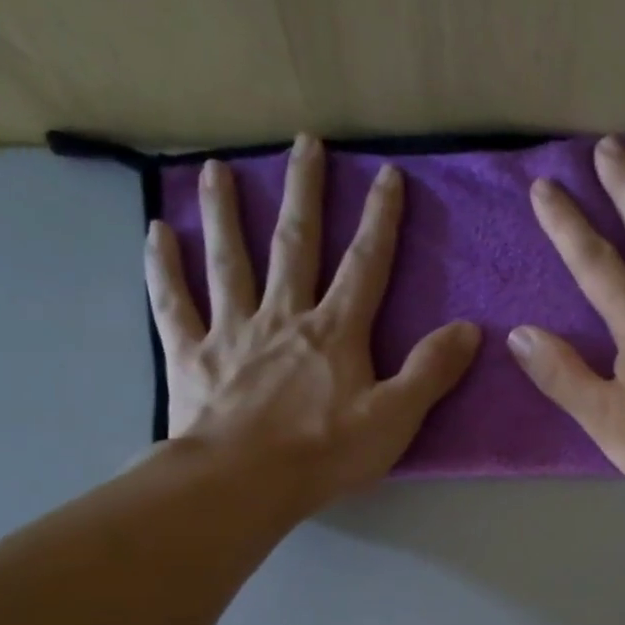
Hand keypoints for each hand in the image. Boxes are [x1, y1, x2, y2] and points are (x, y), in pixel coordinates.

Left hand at [144, 133, 479, 510]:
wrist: (244, 482)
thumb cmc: (325, 453)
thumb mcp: (395, 418)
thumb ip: (430, 371)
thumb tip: (469, 329)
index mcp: (334, 332)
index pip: (365, 265)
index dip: (381, 220)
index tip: (387, 174)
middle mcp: (283, 316)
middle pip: (294, 245)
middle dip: (304, 193)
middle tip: (304, 142)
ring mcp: (232, 331)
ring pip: (229, 260)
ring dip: (225, 213)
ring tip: (216, 168)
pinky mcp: (192, 355)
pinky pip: (173, 303)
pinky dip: (163, 267)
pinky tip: (156, 233)